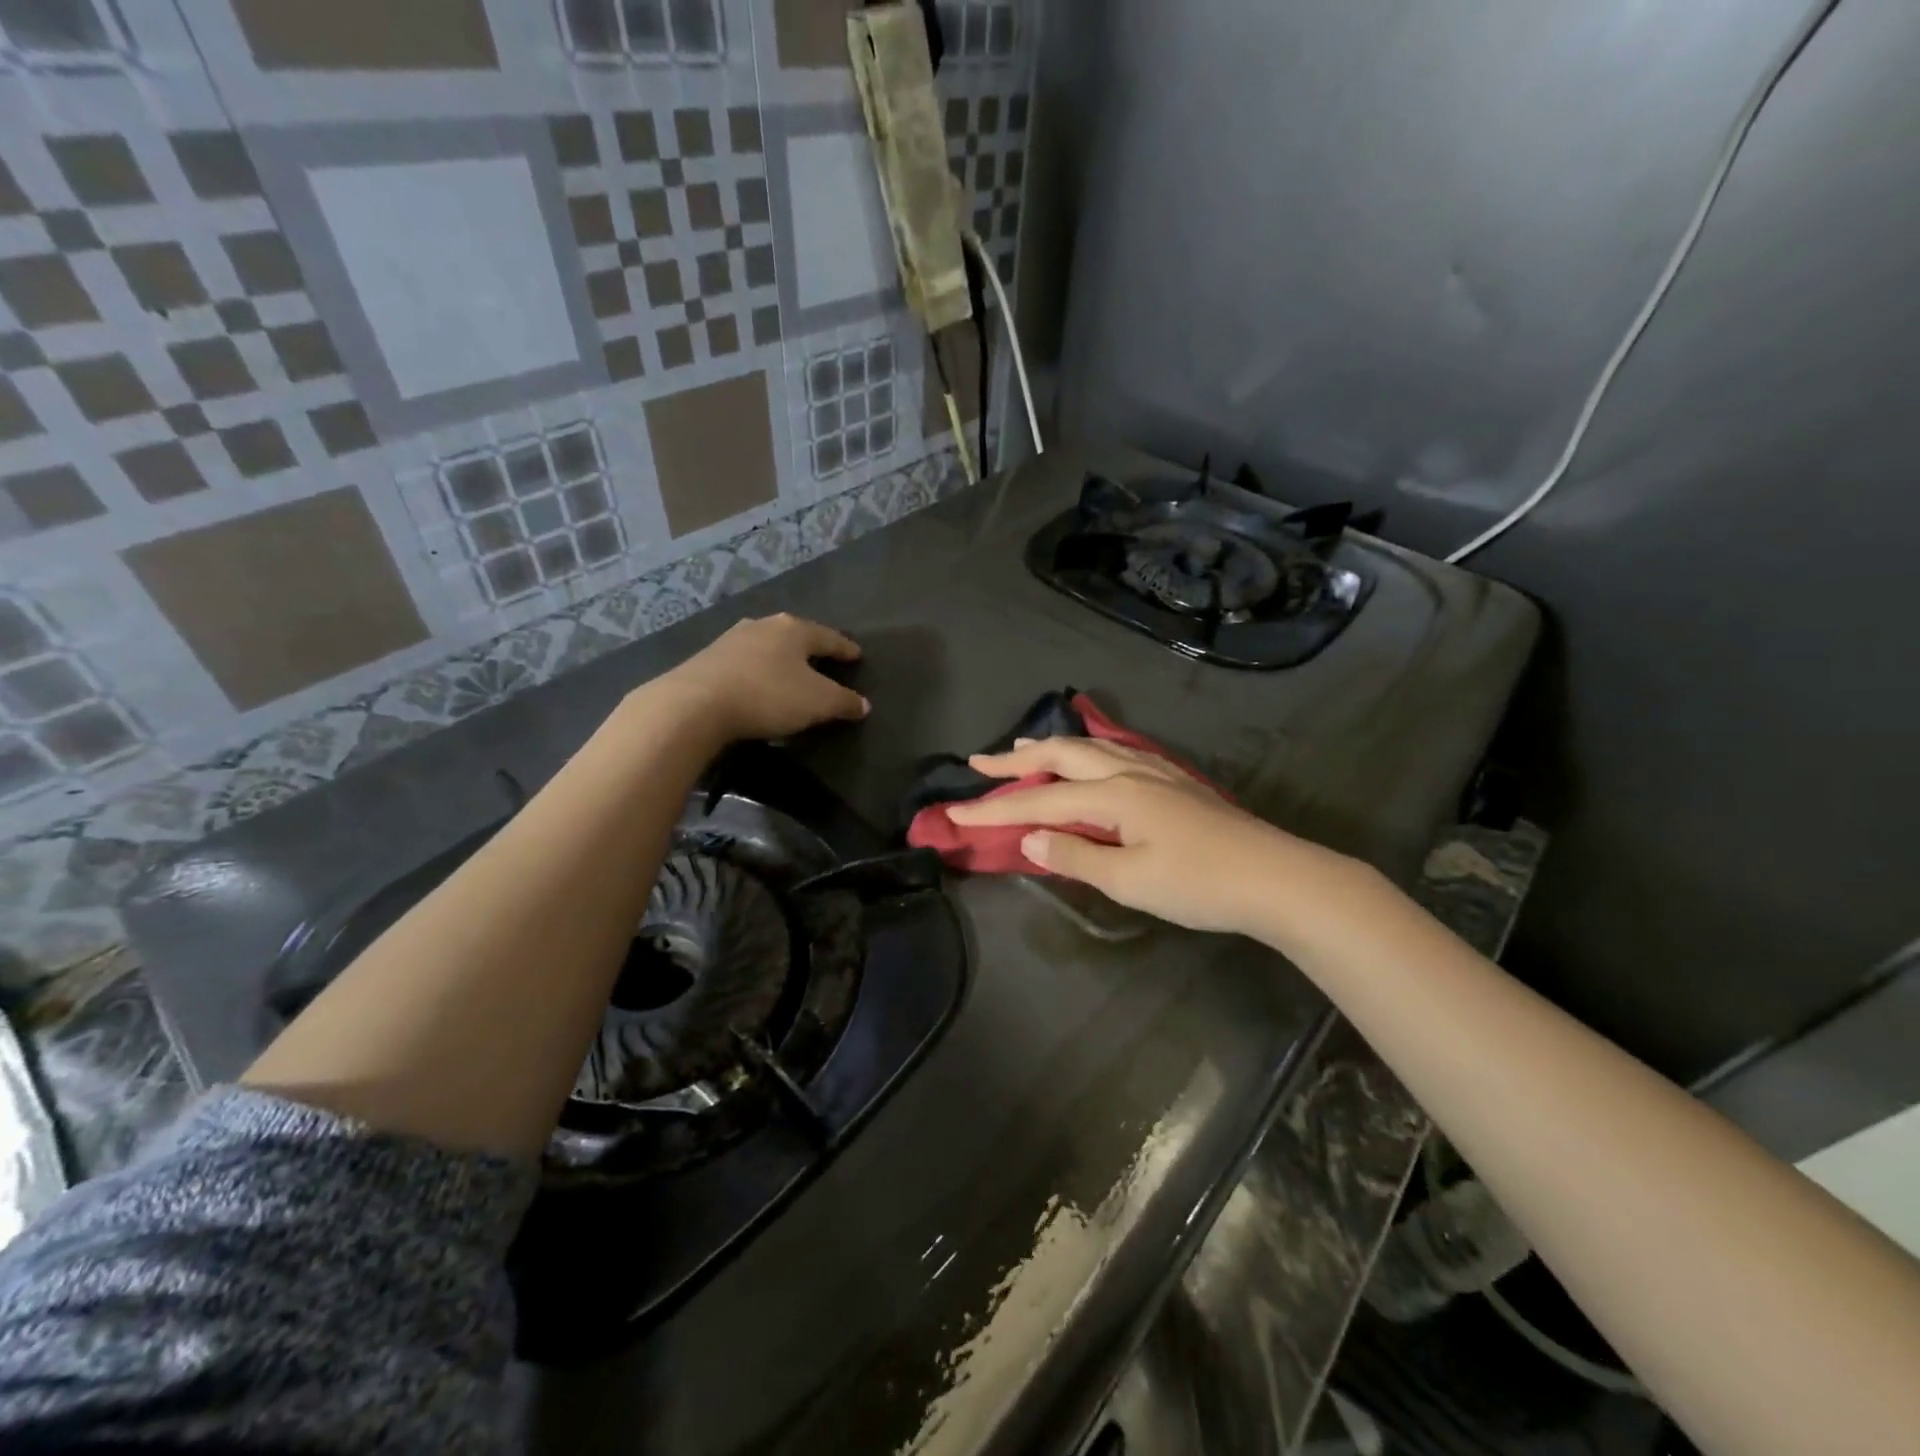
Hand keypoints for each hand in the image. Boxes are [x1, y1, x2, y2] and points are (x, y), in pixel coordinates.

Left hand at [651, 614, 868, 742]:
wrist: (695, 704)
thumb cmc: (768, 696)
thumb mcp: (818, 703)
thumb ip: (844, 702)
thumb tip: (863, 705)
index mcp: (794, 629)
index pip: (829, 638)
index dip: (845, 649)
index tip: (857, 655)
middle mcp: (764, 625)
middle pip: (795, 636)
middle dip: (810, 649)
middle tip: (824, 661)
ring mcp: (731, 639)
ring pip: (767, 646)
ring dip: (780, 659)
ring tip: (790, 672)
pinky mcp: (708, 658)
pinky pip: (745, 662)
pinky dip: (757, 671)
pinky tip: (758, 683)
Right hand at [947, 737, 1336, 935]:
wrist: (1277, 878)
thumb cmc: (1200, 884)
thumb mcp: (1132, 880)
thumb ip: (1077, 855)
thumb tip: (1030, 838)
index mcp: (1114, 795)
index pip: (1040, 799)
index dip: (995, 808)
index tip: (954, 813)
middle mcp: (1129, 772)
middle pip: (1062, 754)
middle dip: (1017, 758)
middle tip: (979, 761)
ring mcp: (1155, 772)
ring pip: (1091, 748)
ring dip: (1051, 747)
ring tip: (1023, 747)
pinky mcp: (1174, 781)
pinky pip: (1116, 752)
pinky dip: (1086, 751)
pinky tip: (1090, 758)